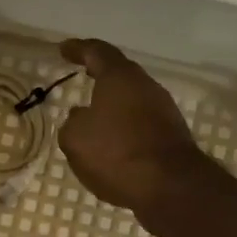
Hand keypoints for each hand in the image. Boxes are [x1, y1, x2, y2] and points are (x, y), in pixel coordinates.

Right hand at [57, 38, 216, 224]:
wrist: (172, 187)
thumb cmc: (118, 153)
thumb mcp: (75, 138)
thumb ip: (72, 123)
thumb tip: (81, 116)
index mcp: (120, 77)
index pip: (97, 52)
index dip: (78, 49)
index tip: (64, 49)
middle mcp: (145, 86)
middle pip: (120, 73)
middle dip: (100, 74)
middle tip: (84, 73)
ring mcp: (164, 110)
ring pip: (133, 99)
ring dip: (114, 104)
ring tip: (95, 115)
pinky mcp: (172, 135)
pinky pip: (141, 122)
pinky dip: (125, 126)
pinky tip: (114, 143)